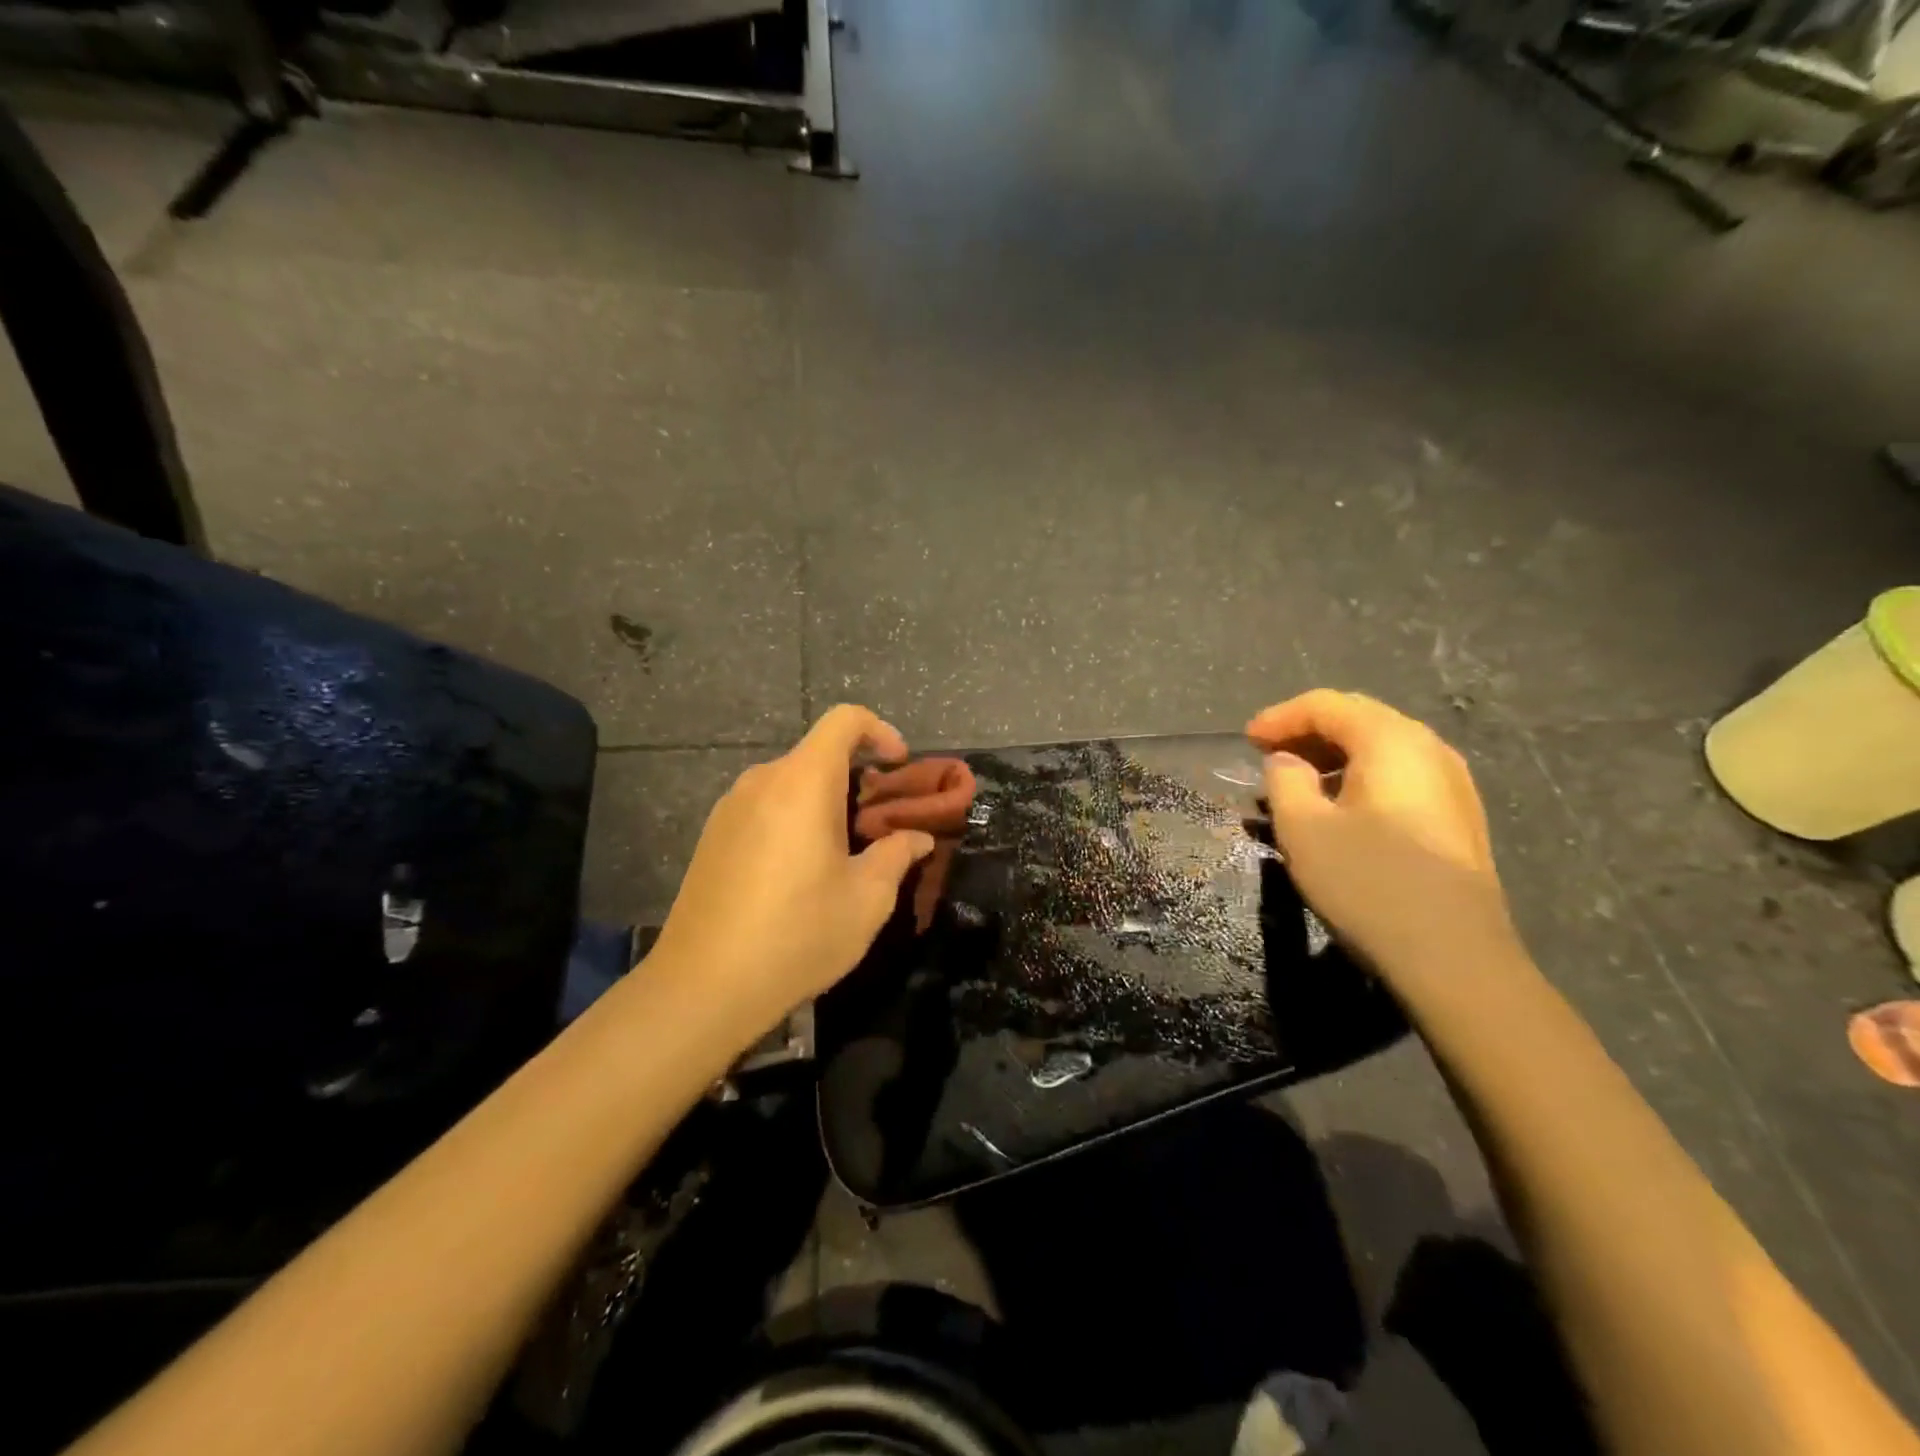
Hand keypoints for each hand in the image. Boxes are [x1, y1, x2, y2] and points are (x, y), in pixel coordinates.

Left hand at [648, 705, 934, 1033]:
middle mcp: (762, 781)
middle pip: (819, 755)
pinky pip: (765, 807)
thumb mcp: (866, 900)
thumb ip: (897, 856)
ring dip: (825, 803)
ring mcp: (730, 808)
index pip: (845, 720)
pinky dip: (794, 819)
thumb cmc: (797, 935)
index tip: (899, 768)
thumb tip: (917, 838)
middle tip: (881, 827)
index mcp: (803, 783)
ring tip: (844, 855)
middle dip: (858, 779)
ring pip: (791, 783)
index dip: (880, 731)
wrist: (703, 987)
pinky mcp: (712, 836)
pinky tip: (800, 874)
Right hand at [1247, 690, 1518, 981]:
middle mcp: (1429, 749)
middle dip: (1308, 731)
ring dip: (1334, 755)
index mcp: (1391, 741)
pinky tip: (1340, 808)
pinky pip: (1400, 775)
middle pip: (1359, 718)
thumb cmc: (1368, 883)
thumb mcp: (1303, 829)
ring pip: (1382, 748)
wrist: (1454, 957)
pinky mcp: (1458, 817)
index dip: (1280, 717)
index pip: (1326, 705)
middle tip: (1268, 754)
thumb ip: (1284, 781)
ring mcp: (1452, 784)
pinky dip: (1361, 776)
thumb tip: (1287, 762)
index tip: (1246, 741)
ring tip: (1298, 782)